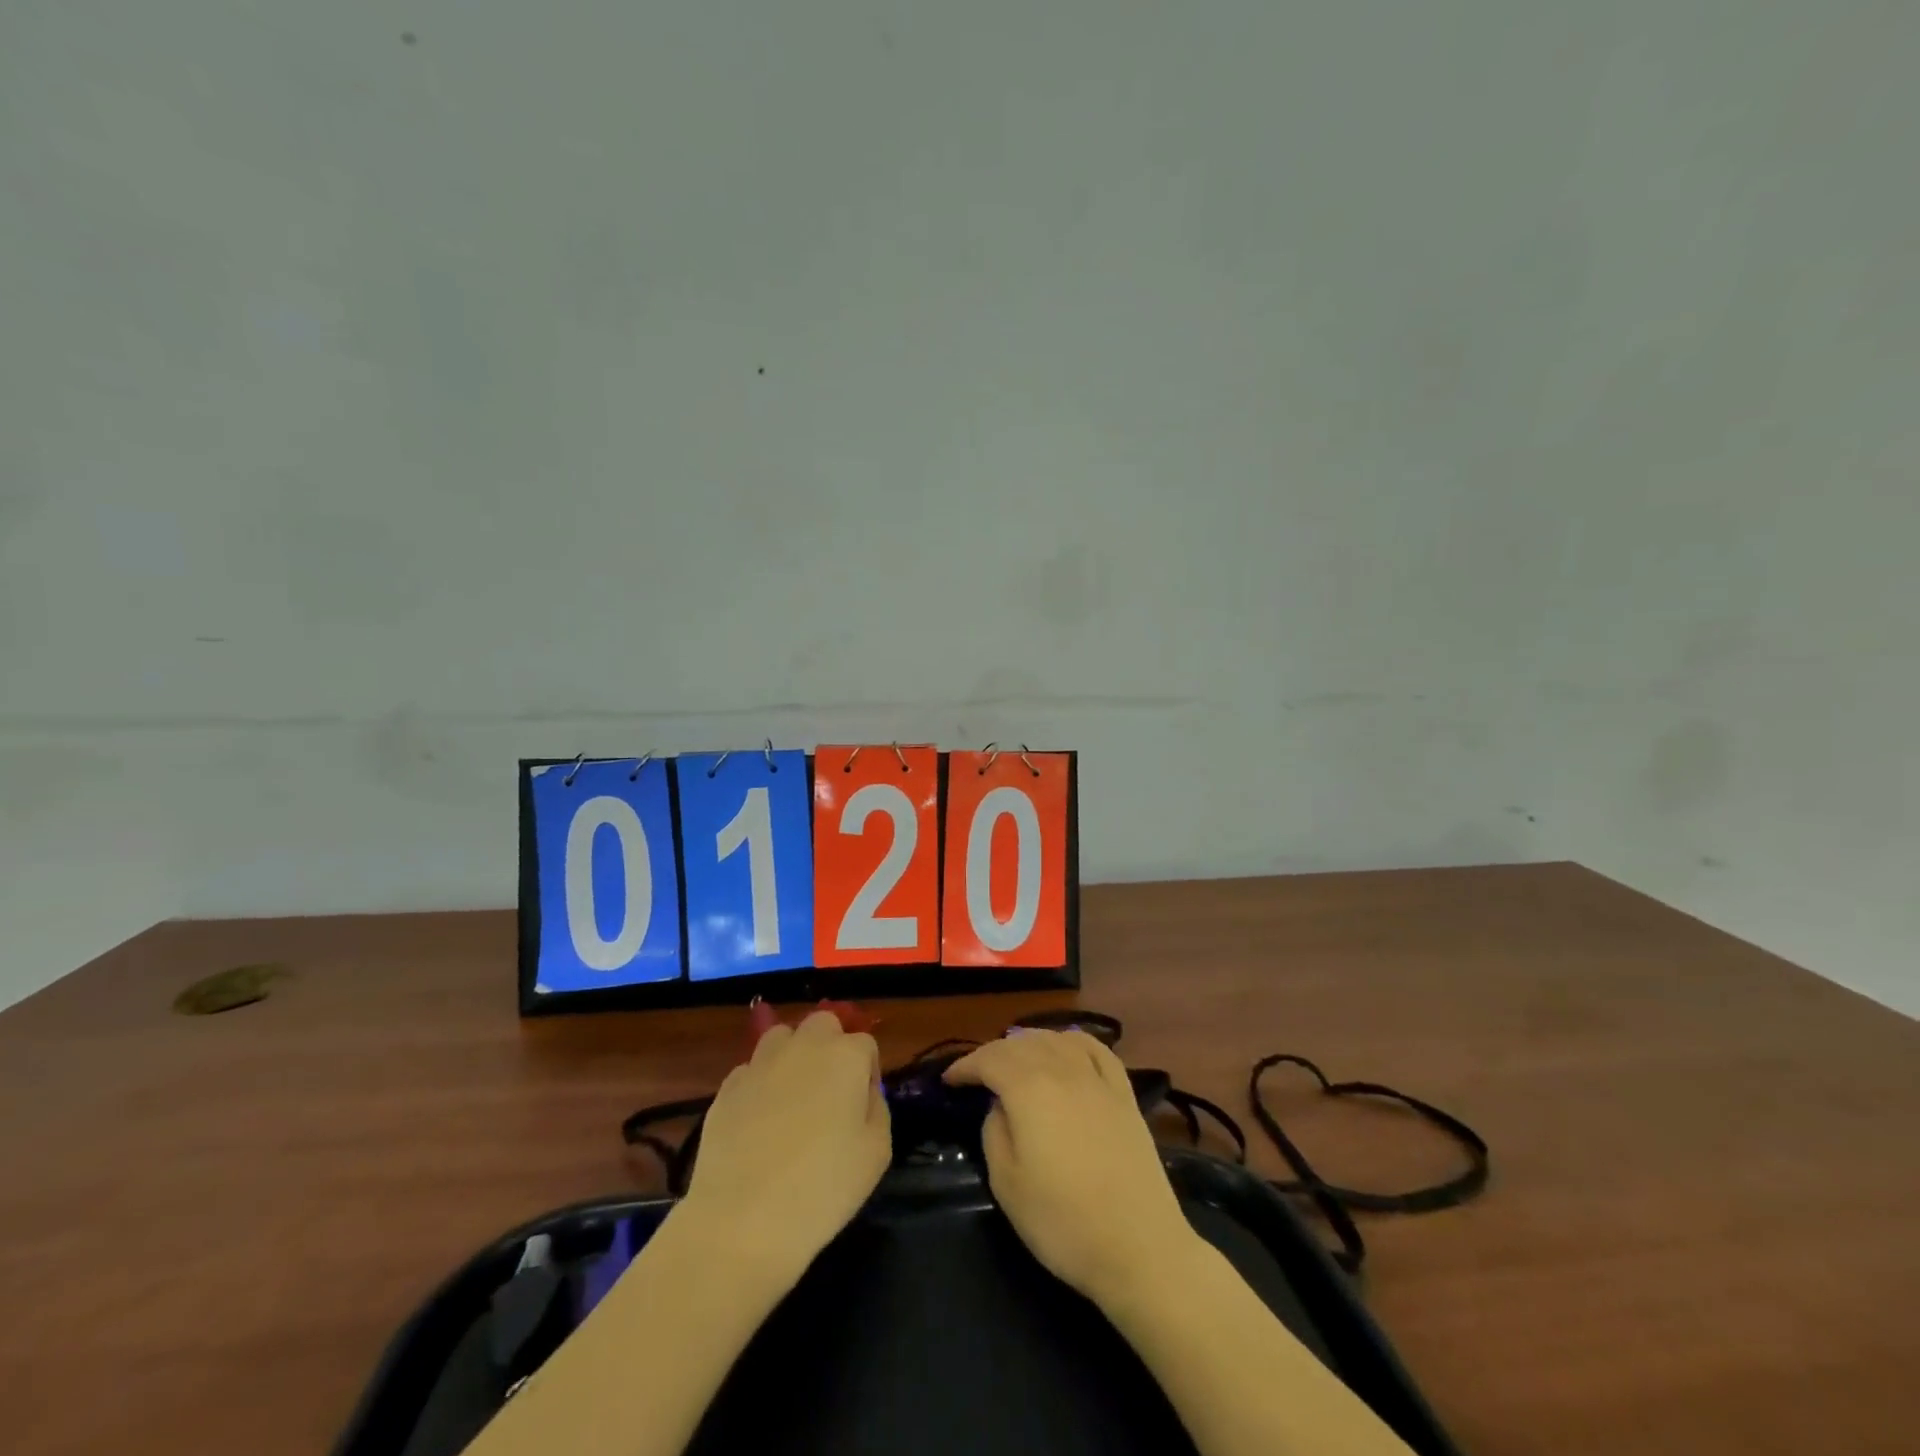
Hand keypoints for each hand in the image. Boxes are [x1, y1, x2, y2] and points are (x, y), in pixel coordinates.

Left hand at [680, 1009, 889, 1285]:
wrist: (742, 1220)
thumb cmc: (823, 1188)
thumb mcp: (877, 1153)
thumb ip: (877, 1109)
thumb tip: (864, 1094)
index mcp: (845, 1056)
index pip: (866, 1045)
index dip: (867, 1074)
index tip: (862, 1109)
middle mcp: (803, 1046)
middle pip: (823, 1025)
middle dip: (830, 1048)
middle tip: (830, 1094)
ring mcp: (761, 1063)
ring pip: (782, 1038)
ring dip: (793, 1056)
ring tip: (792, 1100)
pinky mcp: (727, 1086)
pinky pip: (752, 1071)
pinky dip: (760, 1085)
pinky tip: (759, 1122)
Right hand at [944, 1029, 1198, 1305]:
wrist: (1139, 1247)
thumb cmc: (1063, 1222)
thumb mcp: (1007, 1184)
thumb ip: (994, 1132)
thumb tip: (1000, 1107)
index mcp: (1029, 1089)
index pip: (989, 1060)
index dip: (965, 1066)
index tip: (949, 1080)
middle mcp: (1063, 1070)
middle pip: (1021, 1044)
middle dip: (993, 1053)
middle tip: (977, 1074)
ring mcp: (1098, 1079)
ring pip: (1056, 1039)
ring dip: (1029, 1042)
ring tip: (1015, 1058)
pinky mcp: (1124, 1094)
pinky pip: (1096, 1049)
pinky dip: (1074, 1041)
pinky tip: (1067, 1047)